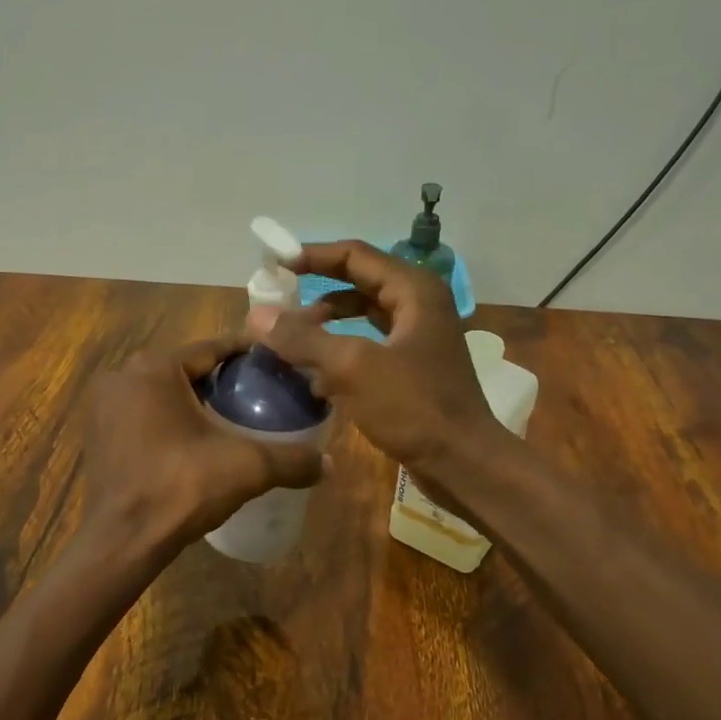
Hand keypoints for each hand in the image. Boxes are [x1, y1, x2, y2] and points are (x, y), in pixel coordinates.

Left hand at [75, 336, 326, 560]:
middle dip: (222, 378)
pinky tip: (196, 439)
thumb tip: (330, 464)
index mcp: (155, 367)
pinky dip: (169, 418)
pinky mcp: (98, 432)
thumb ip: (291, 460)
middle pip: (187, 368)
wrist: (122, 541)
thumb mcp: (246, 468)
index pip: (212, 348)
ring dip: (194, 399)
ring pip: (163, 391)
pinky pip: (144, 412)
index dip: (247, 354)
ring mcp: (105, 404)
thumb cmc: (181, 488)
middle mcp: (124, 375)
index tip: (277, 361)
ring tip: (233, 416)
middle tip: (260, 392)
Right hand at [247, 240, 499, 495]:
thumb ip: (302, 338)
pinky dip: (339, 351)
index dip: (312, 256)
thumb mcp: (352, 368)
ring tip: (289, 338)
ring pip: (361, 316)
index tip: (274, 265)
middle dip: (315, 290)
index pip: (354, 255)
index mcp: (413, 290)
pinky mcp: (411, 367)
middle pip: (357, 282)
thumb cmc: (413, 407)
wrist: (463, 464)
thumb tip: (256, 314)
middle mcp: (418, 304)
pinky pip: (367, 345)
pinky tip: (312, 374)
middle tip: (277, 300)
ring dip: (325, 324)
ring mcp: (417, 337)